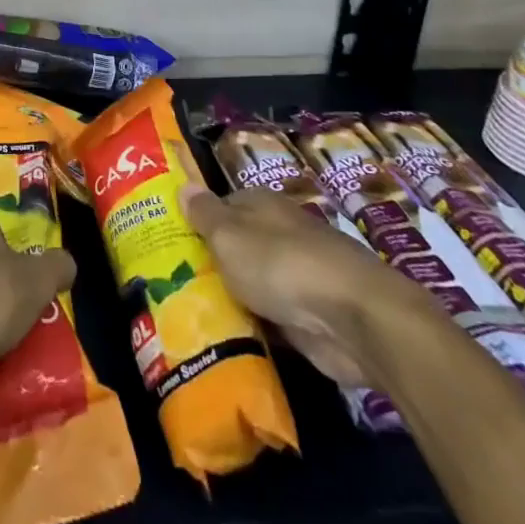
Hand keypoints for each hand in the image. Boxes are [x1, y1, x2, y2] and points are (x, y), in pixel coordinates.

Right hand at [182, 184, 433, 388]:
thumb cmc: (281, 264)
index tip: (171, 243)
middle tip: (171, 283)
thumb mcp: (229, 235)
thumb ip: (205, 215)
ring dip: (233, 296)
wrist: (353, 319)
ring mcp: (298, 275)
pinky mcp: (311, 316)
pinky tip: (230, 338)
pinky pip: (272, 316)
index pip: (221, 205)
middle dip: (212, 262)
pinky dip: (256, 325)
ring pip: (253, 282)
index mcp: (261, 205)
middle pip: (238, 245)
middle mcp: (280, 233)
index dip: (197, 221)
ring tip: (190, 314)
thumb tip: (184, 184)